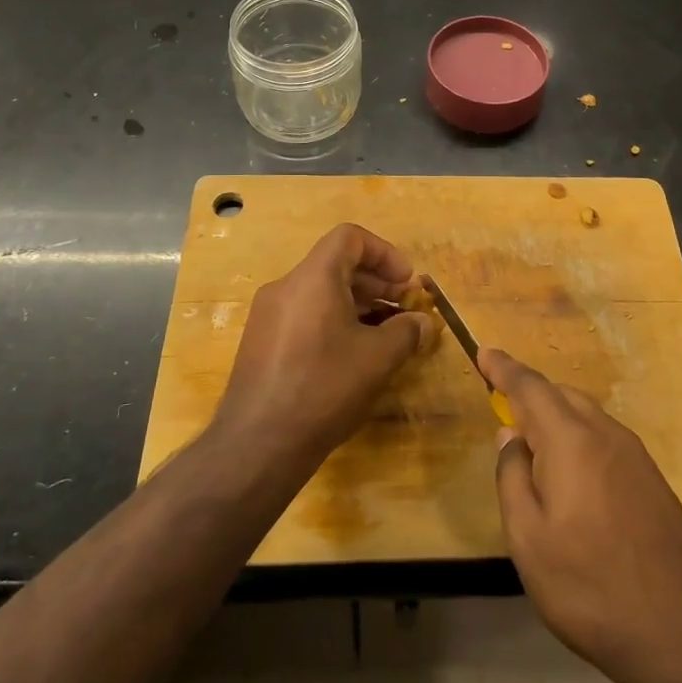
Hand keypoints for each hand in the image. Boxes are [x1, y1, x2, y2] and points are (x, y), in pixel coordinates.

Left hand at [212, 223, 434, 469]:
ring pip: (321, 292)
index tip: (407, 282)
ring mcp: (269, 316)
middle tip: (406, 309)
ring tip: (385, 334)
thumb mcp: (377, 359)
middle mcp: (286, 287)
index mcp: (313, 278)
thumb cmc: (323, 388)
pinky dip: (334, 321)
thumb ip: (406, 332)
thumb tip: (423, 324)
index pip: (350, 238)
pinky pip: (305, 315)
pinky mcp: (261, 343)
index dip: (385, 253)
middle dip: (376, 282)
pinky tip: (353, 355)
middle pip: (336, 264)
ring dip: (358, 304)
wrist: (257, 444)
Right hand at [482, 348, 681, 682]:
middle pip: (561, 395)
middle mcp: (605, 434)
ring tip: (532, 443)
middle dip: (529, 393)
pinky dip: (578, 437)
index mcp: (570, 440)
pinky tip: (571, 474)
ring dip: (555, 416)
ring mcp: (635, 456)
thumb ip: (512, 478)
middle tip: (502, 407)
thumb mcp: (528, 539)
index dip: (504, 368)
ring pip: (585, 415)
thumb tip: (510, 436)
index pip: (530, 387)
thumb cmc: (591, 586)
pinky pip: (604, 438)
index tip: (484, 352)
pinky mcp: (652, 480)